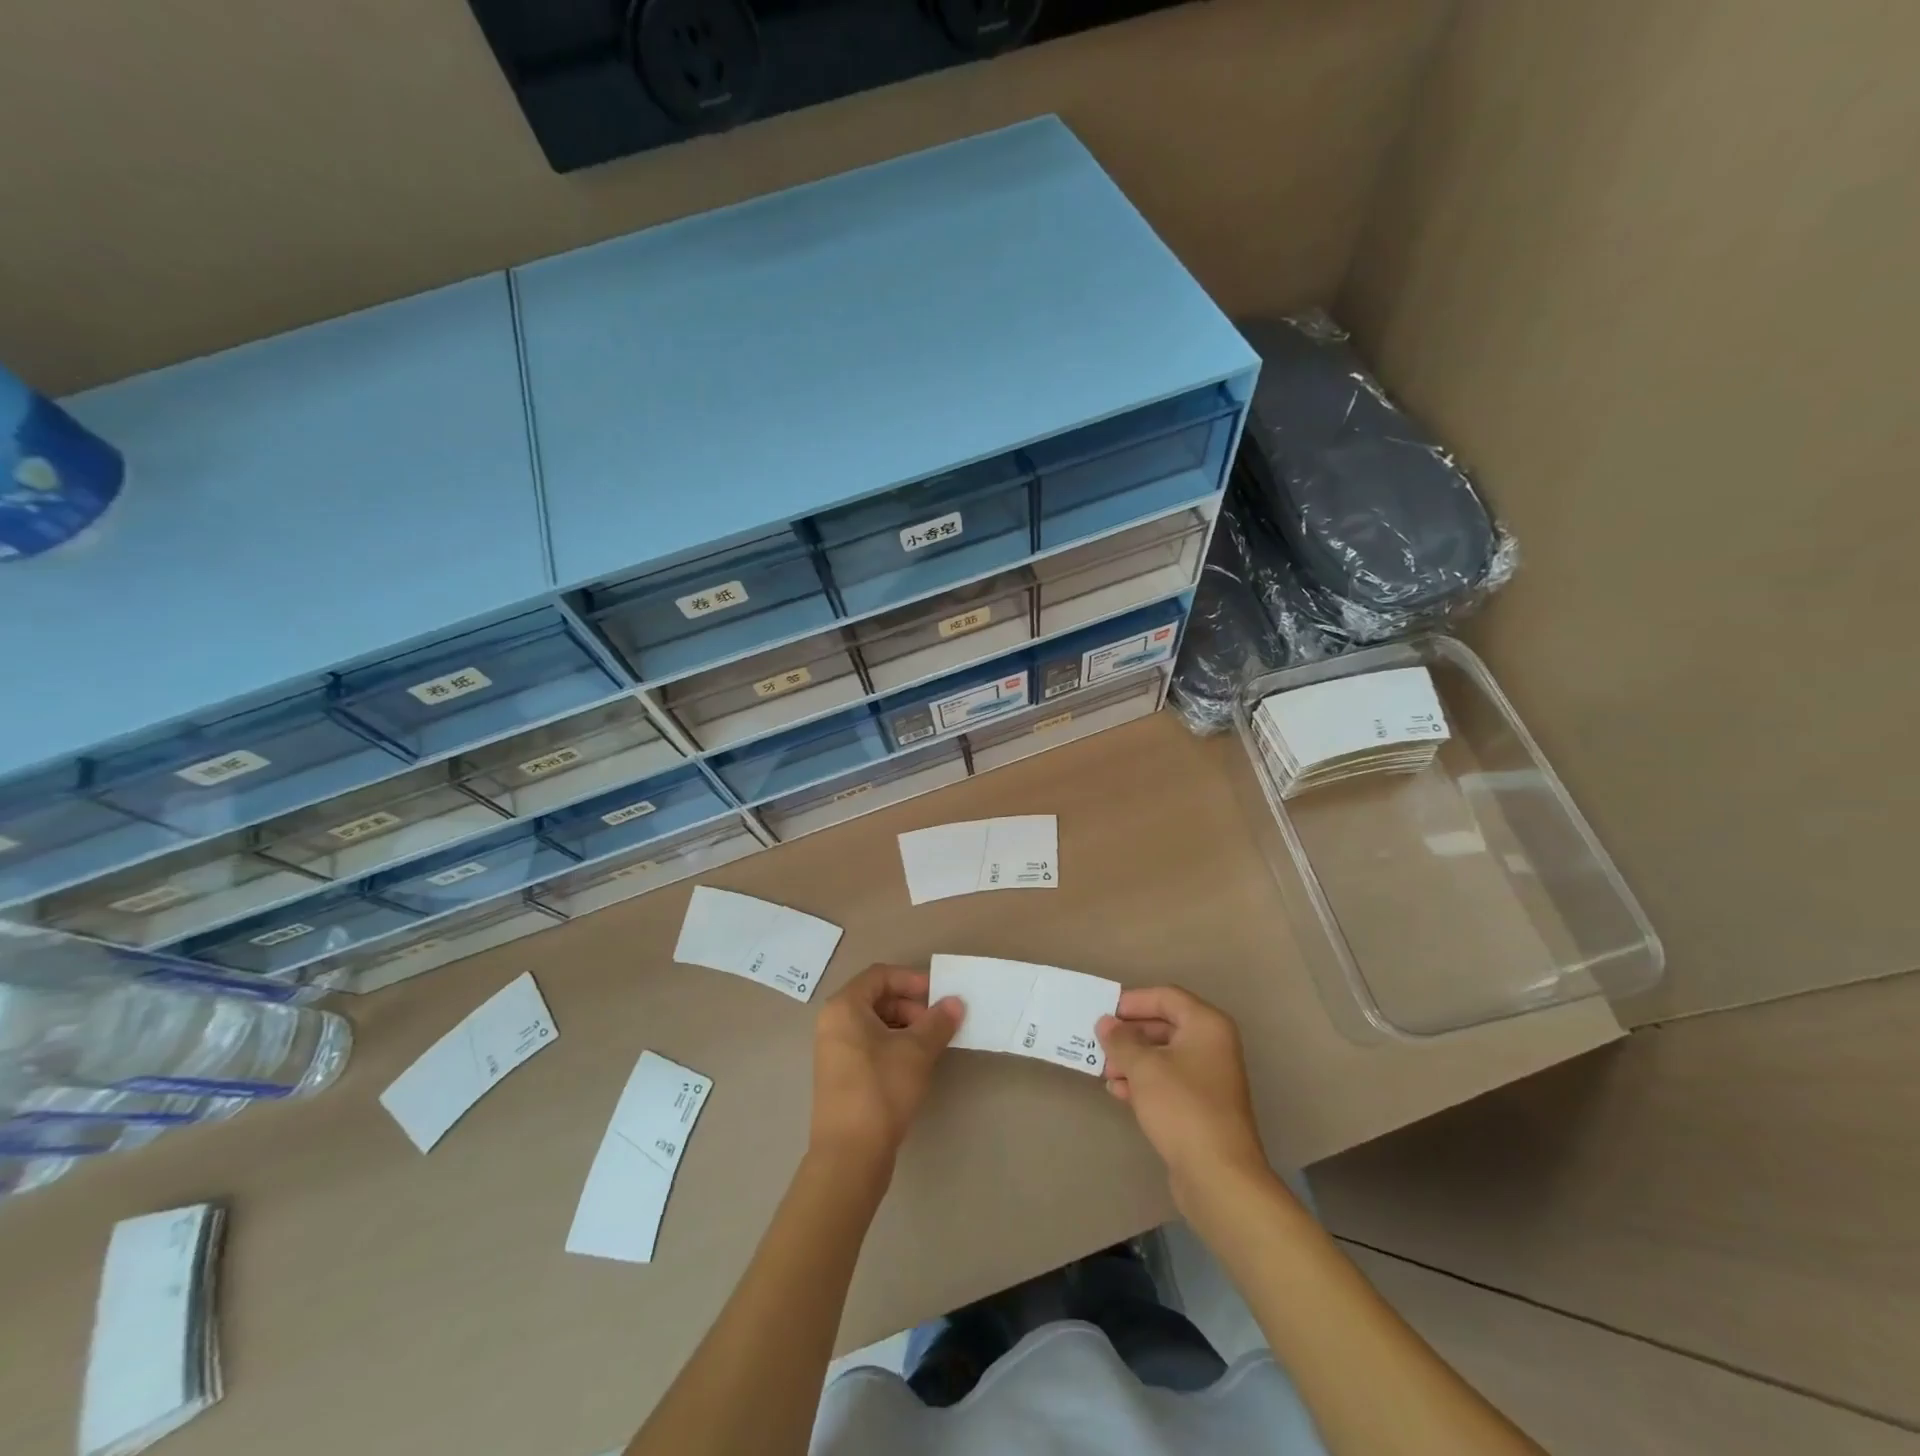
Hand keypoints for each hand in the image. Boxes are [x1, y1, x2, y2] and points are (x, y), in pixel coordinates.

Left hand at [808, 964, 960, 1175]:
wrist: (850, 1156)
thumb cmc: (881, 1089)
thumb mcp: (916, 1051)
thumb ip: (938, 1022)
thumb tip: (955, 1002)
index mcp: (844, 1007)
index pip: (881, 975)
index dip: (912, 980)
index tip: (939, 996)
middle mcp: (834, 1023)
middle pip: (878, 998)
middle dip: (912, 1006)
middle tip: (939, 1025)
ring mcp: (835, 1051)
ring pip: (875, 1024)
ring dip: (906, 1027)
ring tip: (932, 1046)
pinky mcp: (841, 1076)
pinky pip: (870, 1046)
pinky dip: (894, 1046)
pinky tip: (915, 1065)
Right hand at [1097, 986, 1269, 1208]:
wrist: (1219, 1176)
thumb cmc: (1182, 1107)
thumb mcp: (1144, 1067)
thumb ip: (1121, 1040)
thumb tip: (1106, 1023)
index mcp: (1206, 1025)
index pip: (1166, 997)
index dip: (1133, 1002)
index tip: (1104, 1014)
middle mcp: (1213, 1045)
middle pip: (1164, 1025)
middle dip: (1130, 1034)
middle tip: (1100, 1043)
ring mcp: (1210, 1077)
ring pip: (1164, 1055)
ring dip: (1133, 1060)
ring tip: (1105, 1072)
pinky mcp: (1202, 1106)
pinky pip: (1169, 1081)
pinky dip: (1144, 1082)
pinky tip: (1120, 1092)